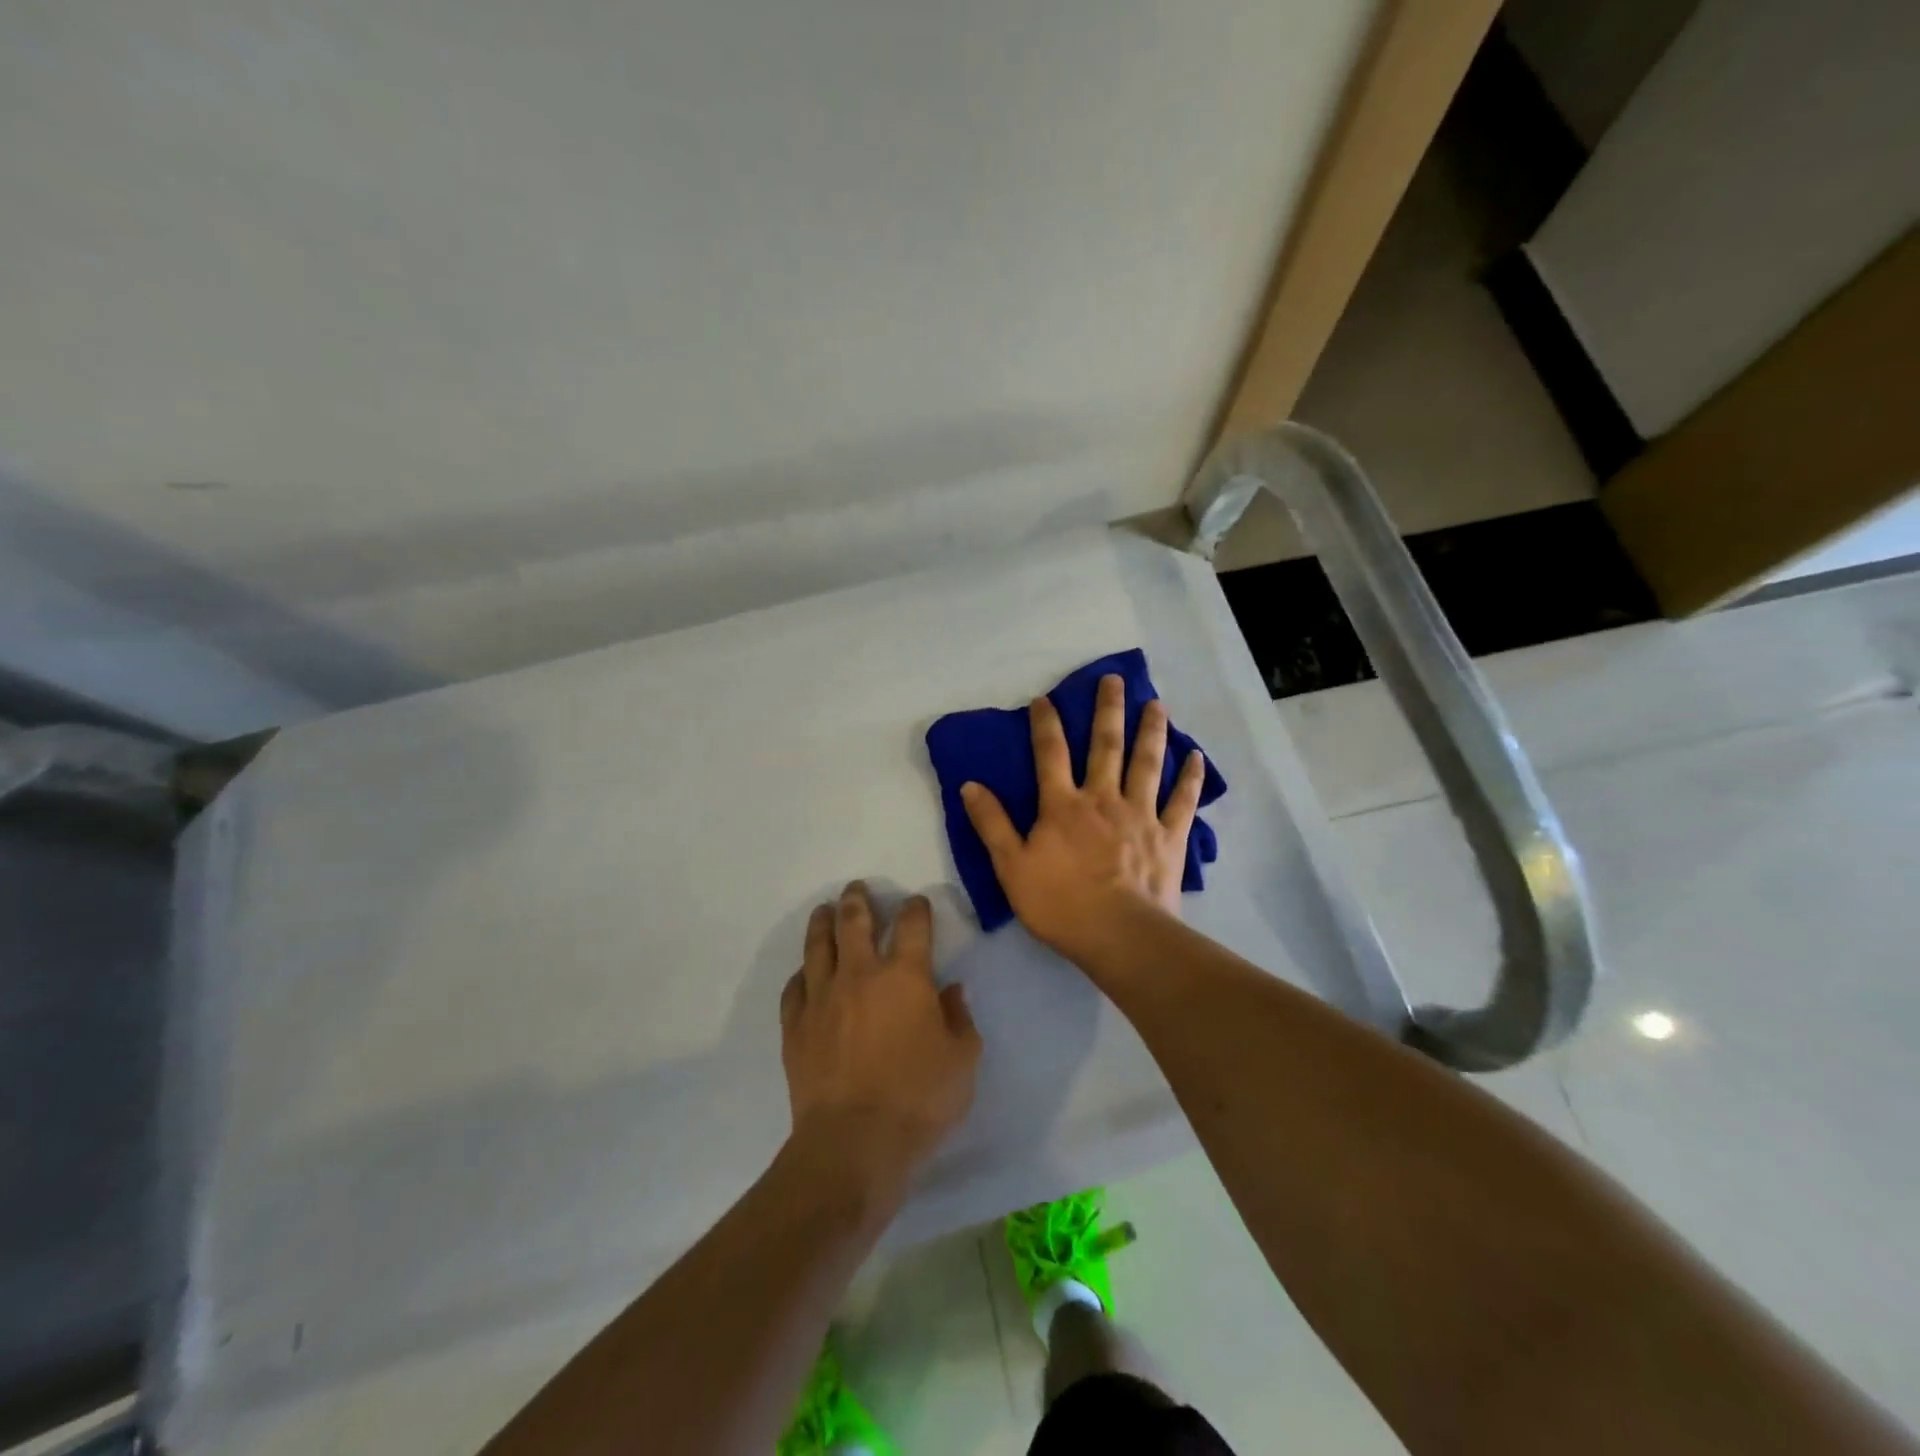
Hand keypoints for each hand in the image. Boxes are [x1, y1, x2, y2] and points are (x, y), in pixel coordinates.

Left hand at [780, 883, 981, 1199]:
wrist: (853, 1144)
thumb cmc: (918, 1100)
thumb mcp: (962, 1060)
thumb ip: (960, 1019)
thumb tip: (951, 991)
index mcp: (905, 977)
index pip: (912, 926)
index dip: (916, 909)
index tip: (916, 904)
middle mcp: (860, 975)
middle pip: (855, 922)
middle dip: (858, 900)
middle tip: (857, 888)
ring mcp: (822, 998)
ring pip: (818, 946)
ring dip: (823, 922)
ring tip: (825, 910)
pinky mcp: (795, 1026)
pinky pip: (794, 987)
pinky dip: (801, 974)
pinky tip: (804, 973)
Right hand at [960, 674, 1205, 965]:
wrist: (1118, 934)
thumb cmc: (1060, 903)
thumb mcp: (1011, 867)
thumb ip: (992, 824)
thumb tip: (970, 785)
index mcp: (1063, 805)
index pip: (1050, 754)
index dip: (1045, 723)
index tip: (1044, 698)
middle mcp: (1103, 798)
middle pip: (1106, 745)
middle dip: (1108, 710)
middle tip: (1114, 680)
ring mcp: (1141, 814)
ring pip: (1147, 763)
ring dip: (1151, 732)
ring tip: (1155, 704)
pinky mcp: (1169, 836)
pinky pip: (1182, 801)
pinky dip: (1190, 778)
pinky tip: (1196, 758)